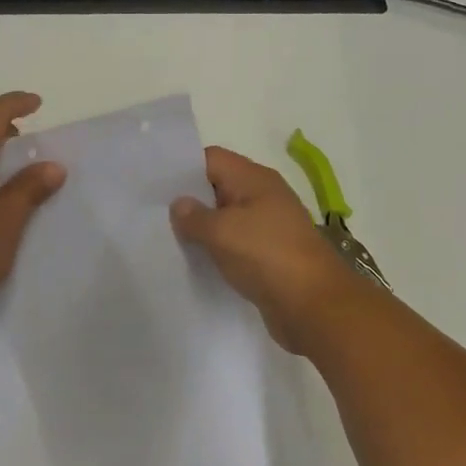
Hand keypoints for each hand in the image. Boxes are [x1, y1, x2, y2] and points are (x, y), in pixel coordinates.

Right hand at [170, 146, 369, 352]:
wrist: (314, 306)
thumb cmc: (267, 256)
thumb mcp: (222, 231)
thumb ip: (194, 216)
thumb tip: (179, 204)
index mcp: (254, 179)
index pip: (211, 159)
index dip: (182, 168)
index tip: (152, 184)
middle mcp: (263, 197)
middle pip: (217, 188)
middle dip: (188, 200)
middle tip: (151, 214)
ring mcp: (268, 228)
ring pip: (225, 219)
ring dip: (201, 229)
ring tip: (165, 239)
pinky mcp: (268, 256)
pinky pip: (235, 245)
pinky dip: (216, 251)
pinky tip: (193, 262)